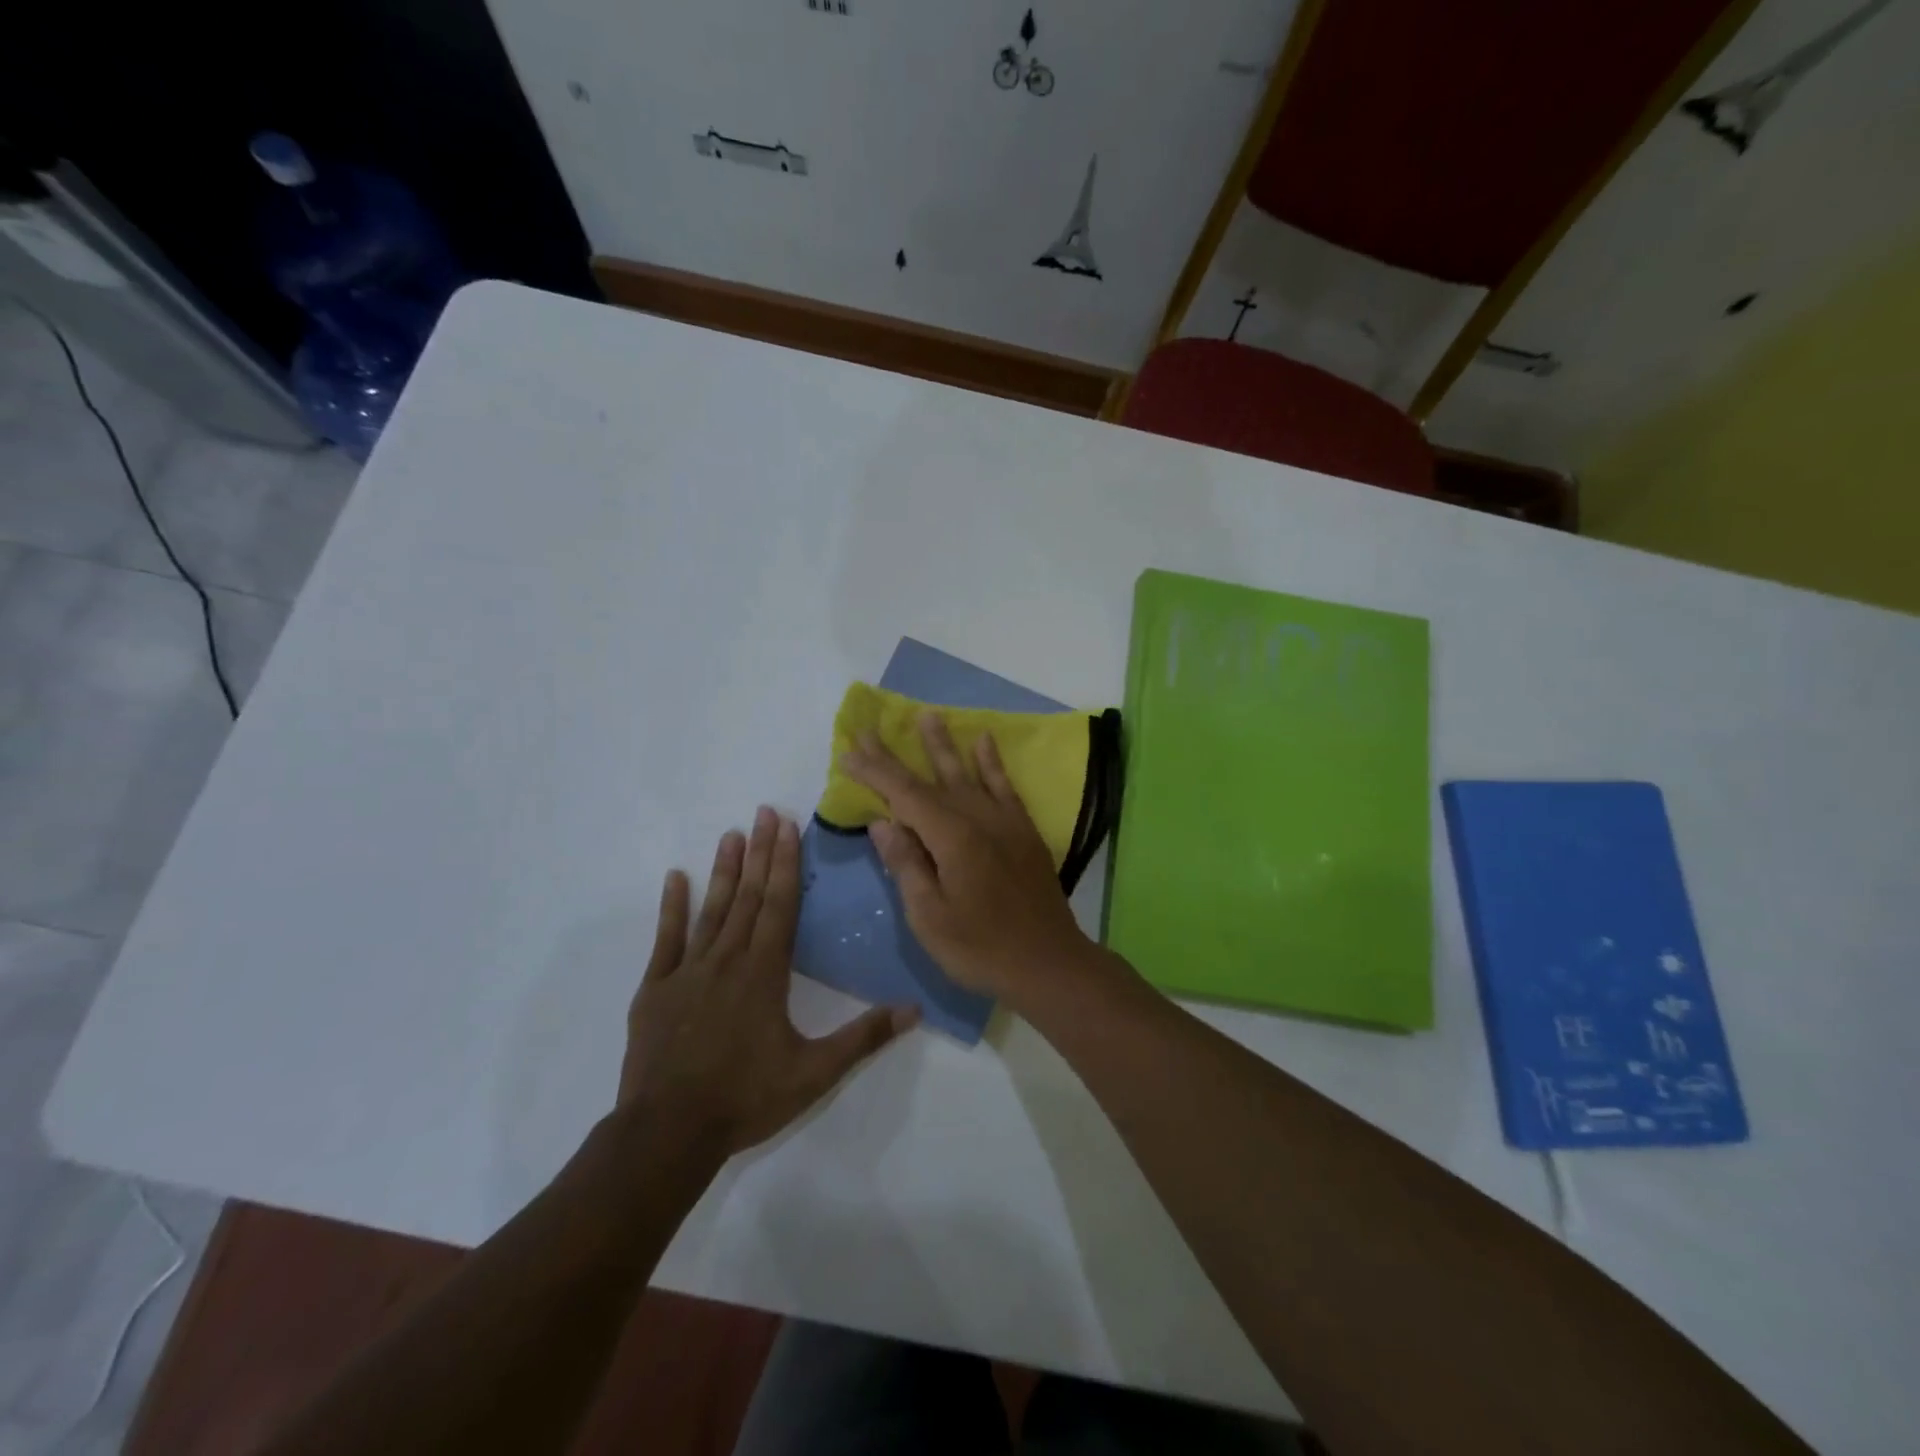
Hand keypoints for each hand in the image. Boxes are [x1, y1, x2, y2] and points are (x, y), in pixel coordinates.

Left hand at [619, 807, 918, 1155]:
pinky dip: (671, 906)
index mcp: (765, 972)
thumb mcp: (815, 1072)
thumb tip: (915, 1009)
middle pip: (748, 896)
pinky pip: (666, 939)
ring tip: (731, 834)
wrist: (668, 1133)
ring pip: (711, 909)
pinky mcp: (656, 989)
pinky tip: (675, 877)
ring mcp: (688, 971)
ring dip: (724, 870)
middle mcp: (728, 959)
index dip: (786, 863)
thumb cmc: (747, 1098)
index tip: (788, 826)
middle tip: (765, 810)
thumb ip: (864, 1036)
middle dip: (760, 851)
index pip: (780, 905)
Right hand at [841, 714, 1096, 1000]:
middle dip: (897, 756)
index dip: (875, 772)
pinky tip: (984, 741)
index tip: (849, 751)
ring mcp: (1005, 821)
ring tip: (928, 716)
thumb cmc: (981, 948)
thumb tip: (883, 822)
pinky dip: (992, 763)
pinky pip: (1004, 786)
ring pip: (967, 773)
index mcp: (951, 838)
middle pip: (930, 779)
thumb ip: (907, 865)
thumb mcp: (930, 917)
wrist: (1049, 962)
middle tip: (872, 729)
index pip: (904, 795)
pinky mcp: (1024, 830)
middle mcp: (978, 818)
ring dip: (944, 745)